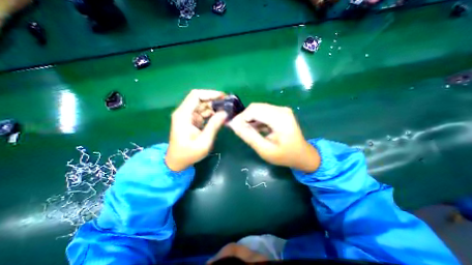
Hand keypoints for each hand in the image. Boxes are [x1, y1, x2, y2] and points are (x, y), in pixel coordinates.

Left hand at [165, 90, 227, 169]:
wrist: (177, 162)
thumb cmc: (189, 154)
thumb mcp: (204, 141)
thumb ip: (214, 126)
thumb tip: (225, 113)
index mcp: (183, 115)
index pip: (196, 96)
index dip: (210, 94)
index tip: (223, 97)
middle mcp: (184, 112)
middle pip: (199, 99)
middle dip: (214, 100)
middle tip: (227, 104)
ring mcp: (188, 116)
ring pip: (202, 105)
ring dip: (214, 107)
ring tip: (226, 110)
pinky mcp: (191, 121)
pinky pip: (202, 113)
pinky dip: (211, 113)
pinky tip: (220, 116)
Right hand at [229, 102, 320, 172]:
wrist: (302, 155)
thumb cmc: (285, 155)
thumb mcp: (265, 150)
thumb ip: (249, 136)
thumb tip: (233, 125)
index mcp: (280, 118)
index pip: (254, 110)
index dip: (241, 117)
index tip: (234, 128)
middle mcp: (281, 109)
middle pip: (255, 107)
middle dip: (244, 117)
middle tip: (240, 130)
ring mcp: (281, 109)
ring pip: (258, 108)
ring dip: (250, 119)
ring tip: (248, 132)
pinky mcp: (280, 112)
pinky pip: (263, 112)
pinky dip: (256, 119)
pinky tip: (256, 129)